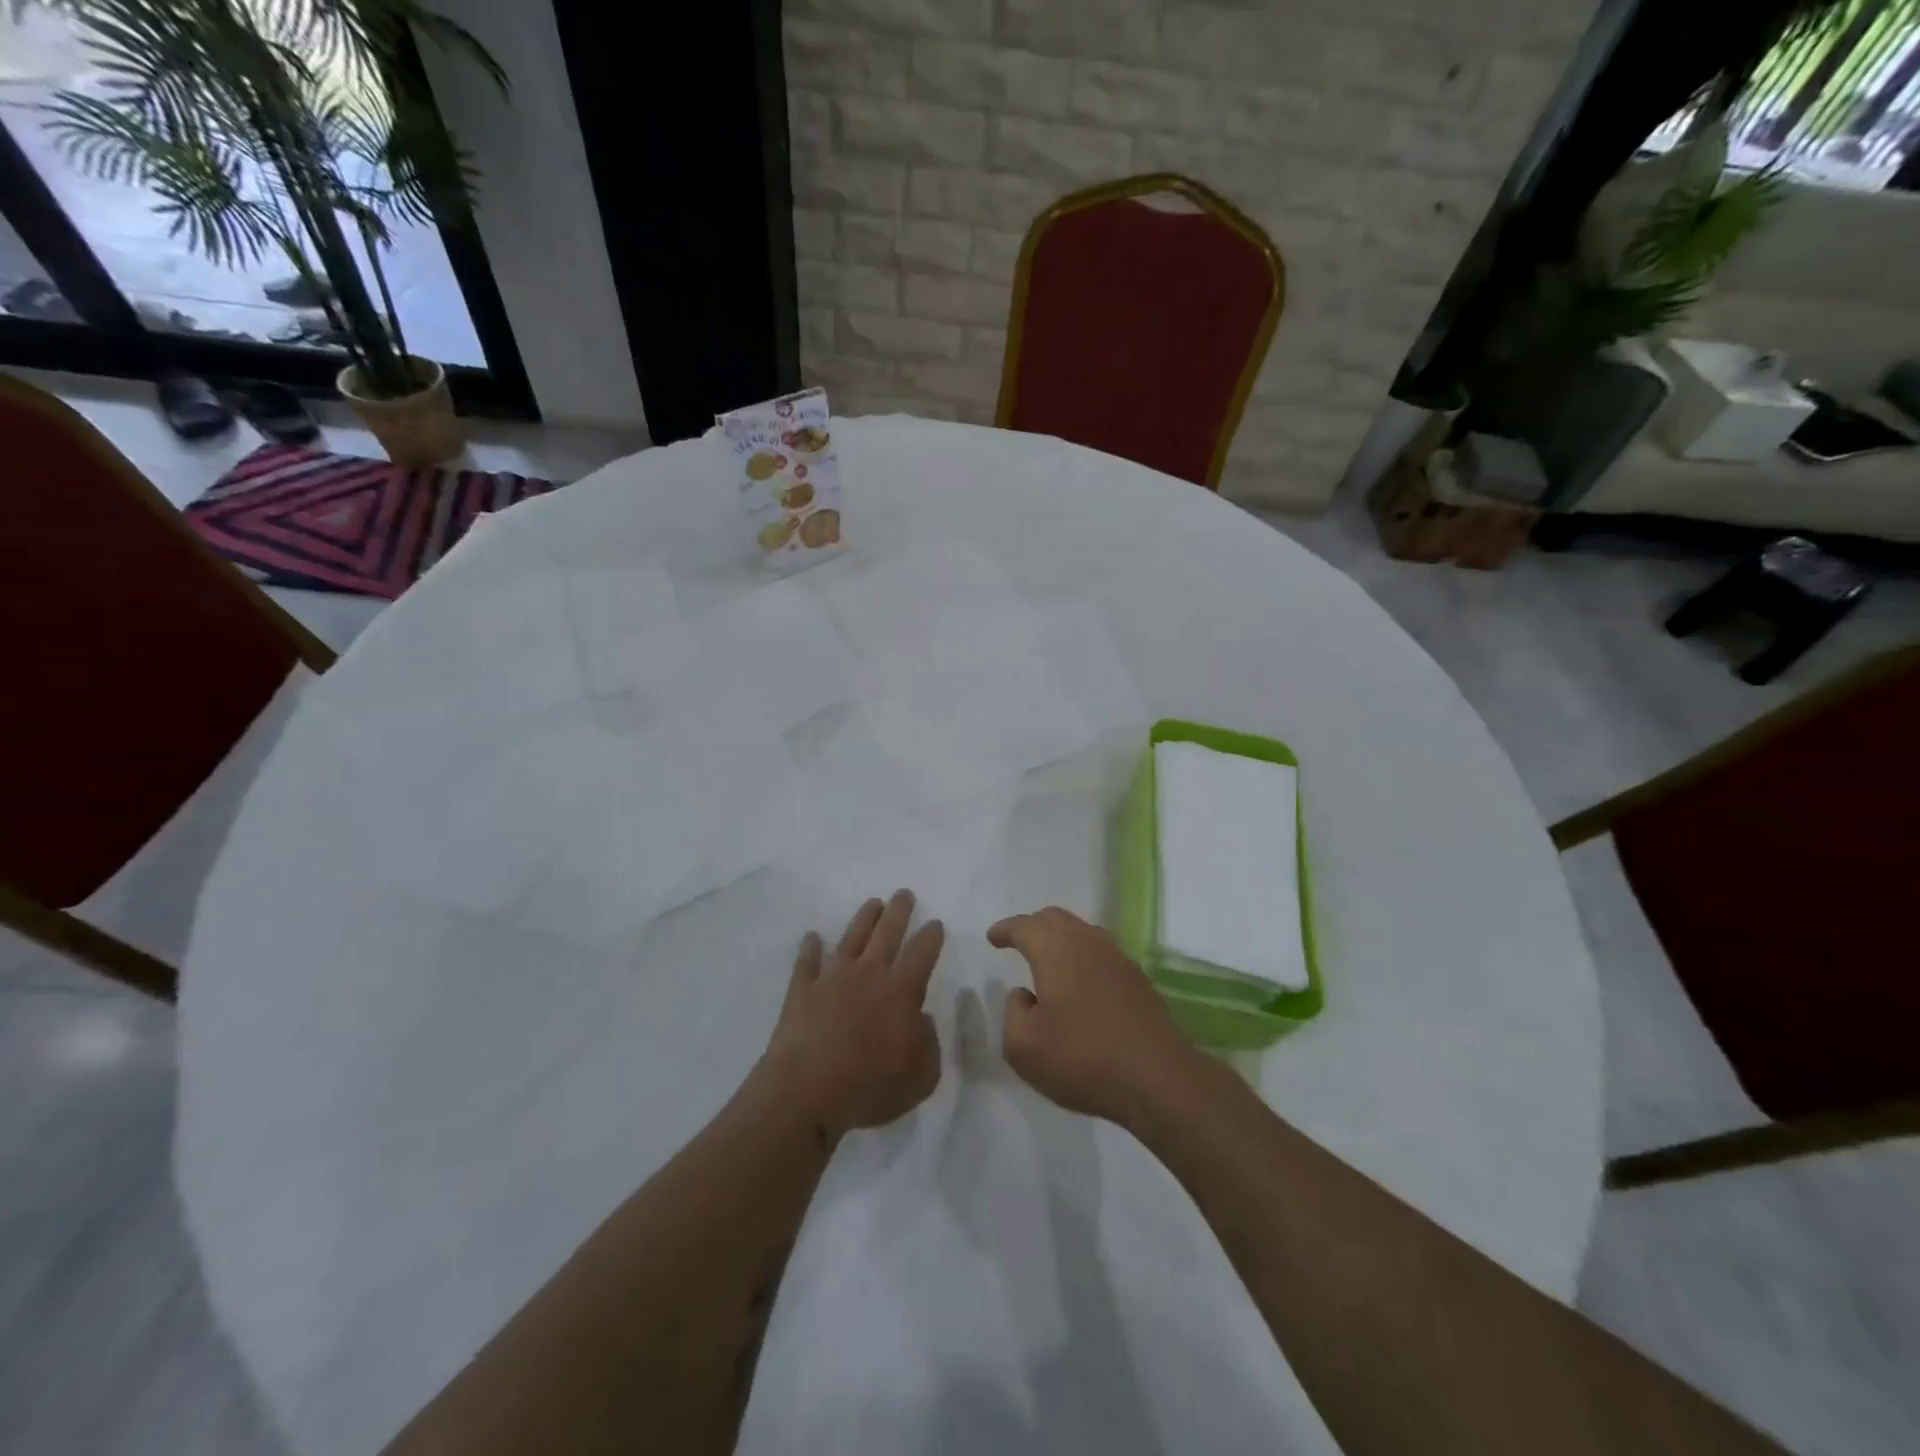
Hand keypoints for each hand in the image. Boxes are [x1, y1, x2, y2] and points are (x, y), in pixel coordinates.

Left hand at [759, 890, 944, 1136]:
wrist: (805, 1092)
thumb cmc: (869, 1087)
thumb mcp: (920, 1077)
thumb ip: (928, 1045)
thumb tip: (921, 1020)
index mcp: (901, 990)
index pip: (922, 952)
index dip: (931, 936)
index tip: (935, 923)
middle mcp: (869, 973)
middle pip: (887, 932)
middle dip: (899, 911)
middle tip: (904, 893)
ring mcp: (832, 978)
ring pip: (852, 937)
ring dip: (864, 918)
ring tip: (873, 903)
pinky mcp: (802, 990)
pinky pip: (807, 961)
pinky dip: (810, 947)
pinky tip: (812, 937)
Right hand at [991, 907, 1200, 1126]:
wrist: (1157, 1079)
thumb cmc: (1083, 1059)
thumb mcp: (1024, 1048)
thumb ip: (1013, 1013)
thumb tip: (1024, 994)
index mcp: (1056, 951)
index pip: (1025, 926)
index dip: (1005, 930)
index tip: (993, 938)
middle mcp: (1087, 942)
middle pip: (1055, 919)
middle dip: (1033, 926)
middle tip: (1018, 942)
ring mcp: (1118, 958)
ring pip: (1082, 932)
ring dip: (1060, 939)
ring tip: (1048, 961)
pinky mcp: (1138, 979)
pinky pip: (1101, 953)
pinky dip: (1083, 957)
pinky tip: (1081, 983)